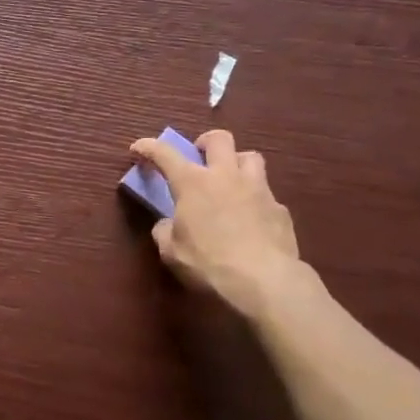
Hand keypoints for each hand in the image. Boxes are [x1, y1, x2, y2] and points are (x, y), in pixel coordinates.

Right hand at [128, 130, 301, 317]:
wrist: (264, 280)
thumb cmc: (208, 263)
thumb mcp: (171, 252)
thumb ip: (165, 232)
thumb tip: (166, 224)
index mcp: (193, 183)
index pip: (165, 154)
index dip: (148, 147)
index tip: (138, 148)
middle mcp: (226, 176)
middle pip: (219, 138)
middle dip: (205, 142)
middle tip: (199, 156)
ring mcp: (258, 189)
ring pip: (250, 157)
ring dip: (237, 162)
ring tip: (230, 180)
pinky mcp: (280, 209)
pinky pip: (266, 193)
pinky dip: (254, 199)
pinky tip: (251, 218)